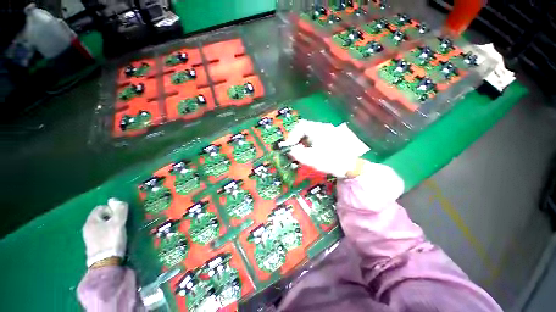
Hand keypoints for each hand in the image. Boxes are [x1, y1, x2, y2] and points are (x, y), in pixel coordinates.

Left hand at [83, 198, 127, 266]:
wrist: (105, 263)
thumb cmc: (111, 240)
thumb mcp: (118, 223)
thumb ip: (118, 210)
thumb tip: (115, 199)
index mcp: (91, 221)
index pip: (101, 208)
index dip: (112, 209)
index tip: (121, 216)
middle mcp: (87, 228)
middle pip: (101, 217)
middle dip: (112, 218)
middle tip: (122, 223)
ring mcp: (89, 238)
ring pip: (101, 226)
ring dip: (110, 226)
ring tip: (119, 231)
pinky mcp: (93, 246)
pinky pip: (101, 234)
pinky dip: (107, 234)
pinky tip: (114, 239)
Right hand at [280, 120, 362, 177]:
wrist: (352, 167)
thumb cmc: (331, 161)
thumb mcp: (312, 159)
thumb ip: (298, 153)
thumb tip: (290, 149)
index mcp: (318, 130)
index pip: (300, 126)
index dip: (292, 135)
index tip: (289, 146)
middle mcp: (323, 127)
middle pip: (305, 128)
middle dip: (296, 138)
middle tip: (293, 149)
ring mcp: (328, 132)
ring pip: (310, 133)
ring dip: (303, 141)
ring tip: (300, 152)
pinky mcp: (331, 137)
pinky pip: (316, 137)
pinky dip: (309, 143)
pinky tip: (310, 152)